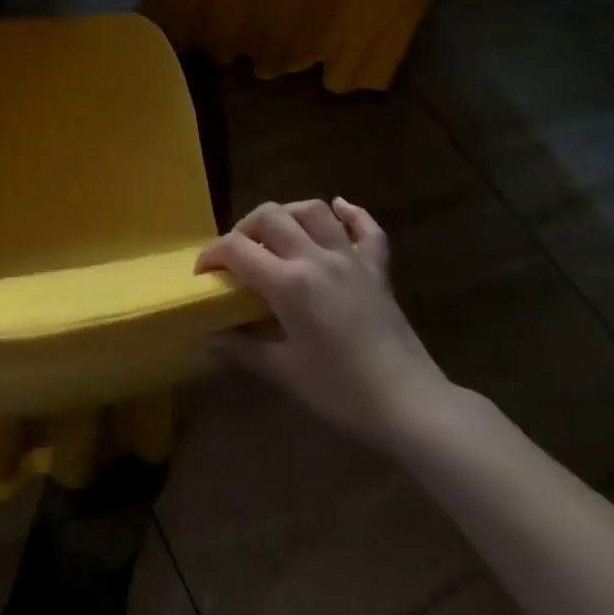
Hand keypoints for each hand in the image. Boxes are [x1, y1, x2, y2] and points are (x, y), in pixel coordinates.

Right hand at [199, 199, 448, 448]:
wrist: (410, 405)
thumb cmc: (341, 392)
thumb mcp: (284, 372)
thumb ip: (243, 349)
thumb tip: (208, 339)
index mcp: (289, 283)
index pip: (237, 249)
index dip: (212, 255)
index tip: (203, 274)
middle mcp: (316, 258)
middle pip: (271, 216)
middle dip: (245, 227)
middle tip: (237, 254)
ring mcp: (351, 260)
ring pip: (314, 211)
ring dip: (288, 214)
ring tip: (276, 234)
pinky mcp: (377, 270)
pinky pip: (366, 228)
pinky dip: (350, 213)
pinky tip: (338, 209)